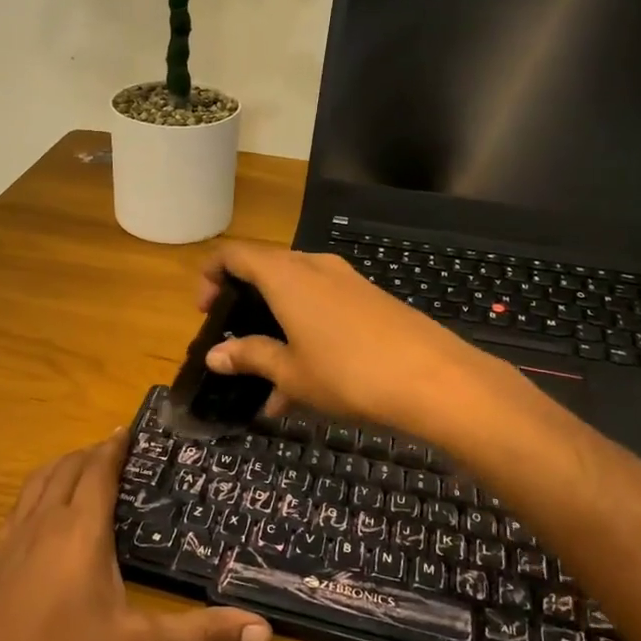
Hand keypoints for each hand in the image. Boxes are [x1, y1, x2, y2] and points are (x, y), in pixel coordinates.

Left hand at [0, 433, 270, 640]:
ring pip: (38, 482)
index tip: (131, 428)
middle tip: (117, 451)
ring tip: (82, 469)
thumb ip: (200, 636)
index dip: (115, 445)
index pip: (99, 469)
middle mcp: (43, 521)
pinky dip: (37, 492)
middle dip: (92, 452)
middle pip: (67, 467)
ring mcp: (10, 539)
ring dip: (62, 466)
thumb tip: (264, 629)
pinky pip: (18, 506)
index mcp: (80, 529)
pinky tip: (43, 518)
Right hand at [197, 241, 511, 435]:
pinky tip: (308, 386)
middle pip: (266, 271)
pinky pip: (324, 308)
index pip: (234, 255)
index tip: (205, 311)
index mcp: (285, 275)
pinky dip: (306, 335)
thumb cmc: (348, 373)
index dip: (210, 276)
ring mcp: (347, 281)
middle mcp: (314, 267)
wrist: (435, 379)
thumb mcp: (291, 371)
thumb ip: (250, 357)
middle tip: (235, 343)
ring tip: (270, 384)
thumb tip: (215, 355)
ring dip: (277, 329)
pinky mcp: (371, 300)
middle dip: (245, 305)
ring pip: (297, 295)